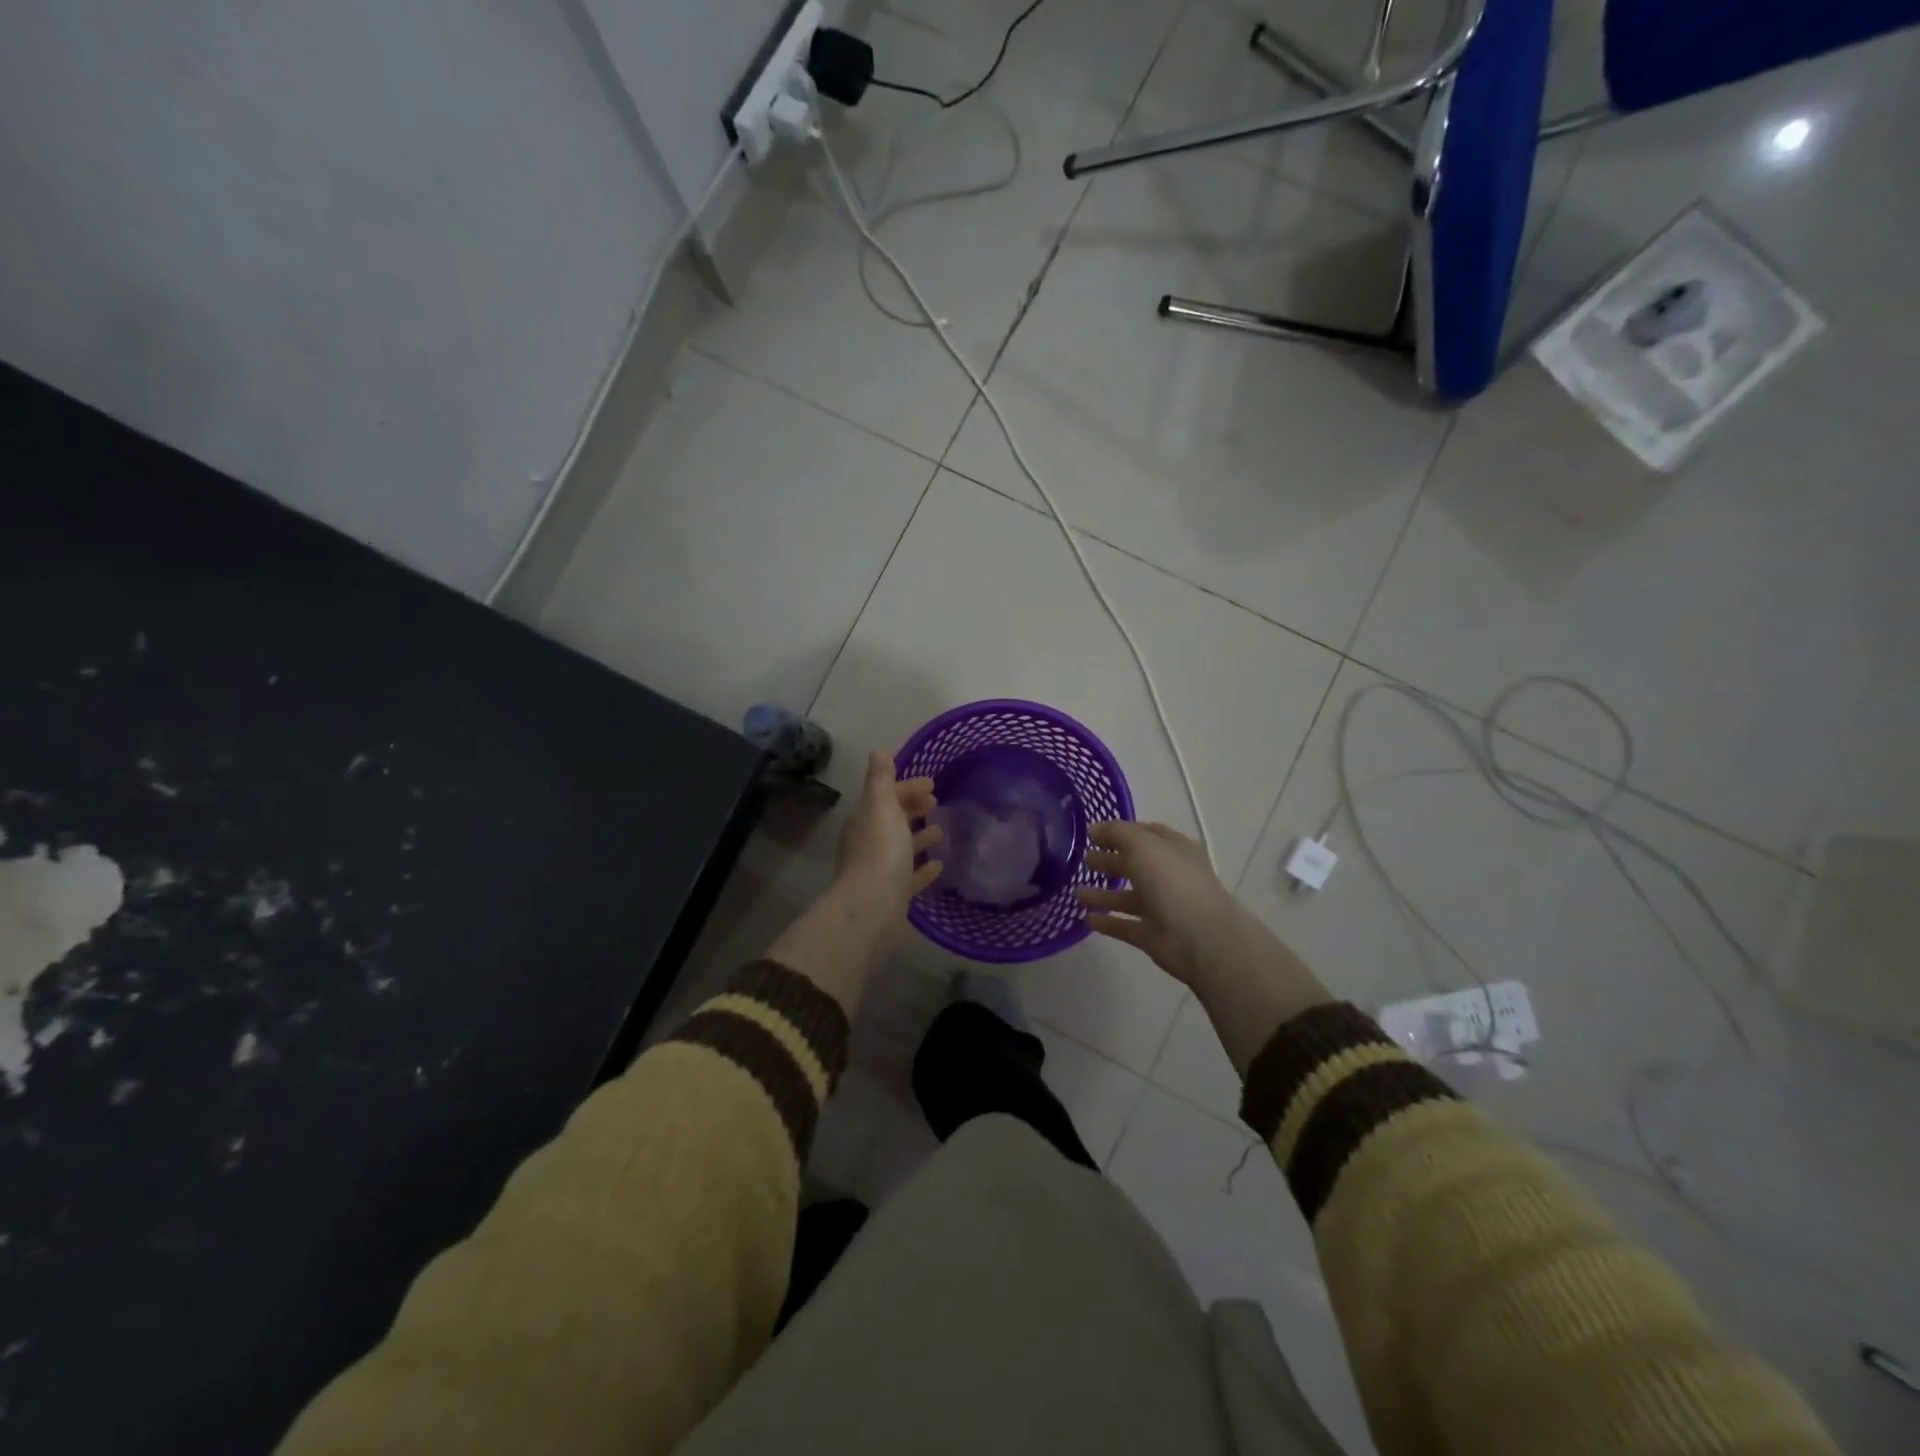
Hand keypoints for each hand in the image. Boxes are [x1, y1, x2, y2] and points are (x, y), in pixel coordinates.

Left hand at [833, 751, 942, 928]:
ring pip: (901, 848)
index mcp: (865, 820)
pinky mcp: (893, 894)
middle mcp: (868, 843)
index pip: (886, 796)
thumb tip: (879, 751)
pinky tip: (939, 866)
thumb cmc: (880, 851)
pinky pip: (910, 877)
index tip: (932, 785)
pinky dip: (923, 869)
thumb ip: (881, 779)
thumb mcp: (881, 806)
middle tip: (936, 804)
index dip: (907, 788)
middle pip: (892, 820)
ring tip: (941, 832)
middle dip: (912, 809)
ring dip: (919, 838)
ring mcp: (880, 870)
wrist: (872, 907)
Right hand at [1073, 821, 1238, 987]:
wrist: (1201, 939)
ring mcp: (1163, 908)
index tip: (1093, 834)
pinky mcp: (1153, 935)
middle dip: (1109, 861)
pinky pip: (1126, 926)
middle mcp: (1170, 876)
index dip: (1121, 832)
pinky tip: (1087, 919)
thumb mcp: (1143, 846)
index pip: (1146, 834)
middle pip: (1135, 865)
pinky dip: (1108, 922)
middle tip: (1083, 860)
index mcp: (1174, 850)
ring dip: (1103, 894)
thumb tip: (1094, 828)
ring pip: (1128, 897)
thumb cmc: (1174, 883)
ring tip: (1076, 893)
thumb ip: (1117, 833)